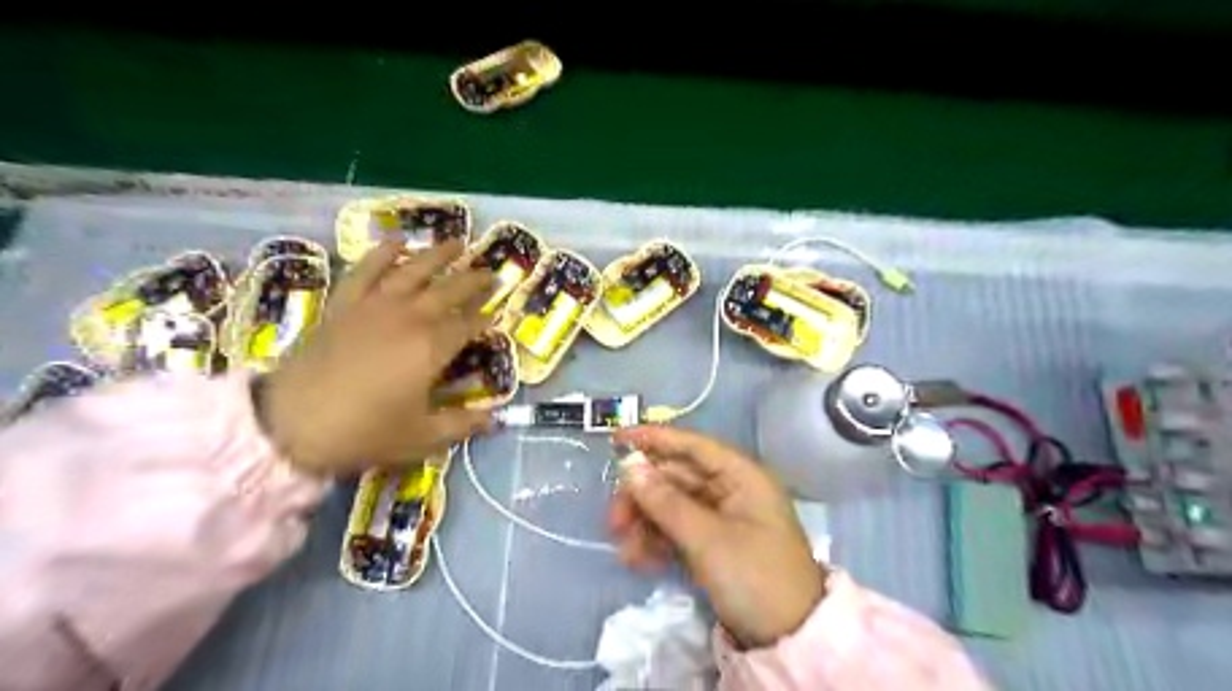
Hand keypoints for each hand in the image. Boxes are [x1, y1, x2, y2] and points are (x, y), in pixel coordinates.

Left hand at [261, 238, 493, 475]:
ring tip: (455, 242)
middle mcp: (408, 318)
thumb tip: (493, 421)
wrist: (290, 424)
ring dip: (436, 255)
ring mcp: (373, 307)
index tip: (498, 312)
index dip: (485, 318)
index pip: (467, 325)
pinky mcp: (343, 306)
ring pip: (412, 271)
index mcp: (431, 347)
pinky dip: (381, 254)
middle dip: (472, 280)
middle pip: (447, 290)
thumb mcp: (420, 437)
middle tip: (490, 271)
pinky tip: (395, 242)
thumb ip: (461, 425)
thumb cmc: (363, 432)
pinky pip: (364, 271)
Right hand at [609, 425, 820, 648]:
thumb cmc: (755, 576)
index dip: (654, 439)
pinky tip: (637, 559)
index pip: (692, 446)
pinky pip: (678, 532)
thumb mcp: (707, 539)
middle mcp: (731, 491)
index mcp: (741, 477)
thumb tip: (628, 466)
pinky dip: (657, 542)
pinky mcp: (714, 546)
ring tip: (623, 548)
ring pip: (673, 507)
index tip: (616, 439)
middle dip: (642, 496)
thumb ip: (665, 502)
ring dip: (645, 523)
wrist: (790, 640)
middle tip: (613, 520)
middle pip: (676, 479)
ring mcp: (722, 520)